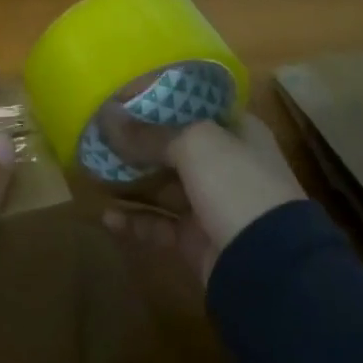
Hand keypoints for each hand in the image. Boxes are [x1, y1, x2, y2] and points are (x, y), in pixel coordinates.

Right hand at [103, 111, 304, 283]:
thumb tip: (105, 115)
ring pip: (162, 185)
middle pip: (173, 145)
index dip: (159, 100)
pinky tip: (106, 216)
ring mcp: (211, 203)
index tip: (122, 95)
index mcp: (236, 131)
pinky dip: (134, 221)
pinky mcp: (196, 239)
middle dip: (137, 141)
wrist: (269, 267)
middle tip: (98, 134)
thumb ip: (148, 132)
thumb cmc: (236, 184)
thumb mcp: (193, 144)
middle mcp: (225, 164)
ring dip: (130, 180)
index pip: (193, 106)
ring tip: (93, 170)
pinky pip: (158, 224)